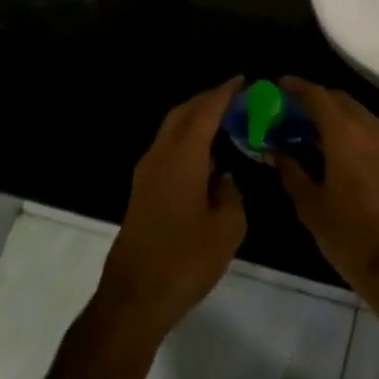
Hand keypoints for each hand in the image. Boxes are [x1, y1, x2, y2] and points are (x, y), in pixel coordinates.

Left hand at [97, 78, 248, 342]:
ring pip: (171, 132)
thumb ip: (232, 194)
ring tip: (225, 123)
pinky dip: (187, 142)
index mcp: (182, 158)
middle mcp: (160, 157)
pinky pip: (168, 151)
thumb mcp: (228, 227)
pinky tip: (208, 157)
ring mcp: (146, 175)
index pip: (205, 112)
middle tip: (235, 98)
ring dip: (195, 121)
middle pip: (182, 115)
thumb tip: (226, 180)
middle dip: (207, 101)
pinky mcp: (142, 192)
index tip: (243, 81)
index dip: (224, 94)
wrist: (135, 297)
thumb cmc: (185, 259)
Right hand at [275, 78, 378, 299]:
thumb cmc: (351, 237)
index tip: (278, 86)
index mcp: (346, 134)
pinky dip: (352, 129)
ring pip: (358, 113)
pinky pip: (372, 129)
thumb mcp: (311, 206)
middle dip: (315, 100)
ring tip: (311, 132)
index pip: (318, 96)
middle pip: (340, 99)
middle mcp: (372, 127)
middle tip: (291, 113)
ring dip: (335, 115)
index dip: (296, 87)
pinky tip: (337, 149)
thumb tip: (274, 151)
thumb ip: (291, 171)